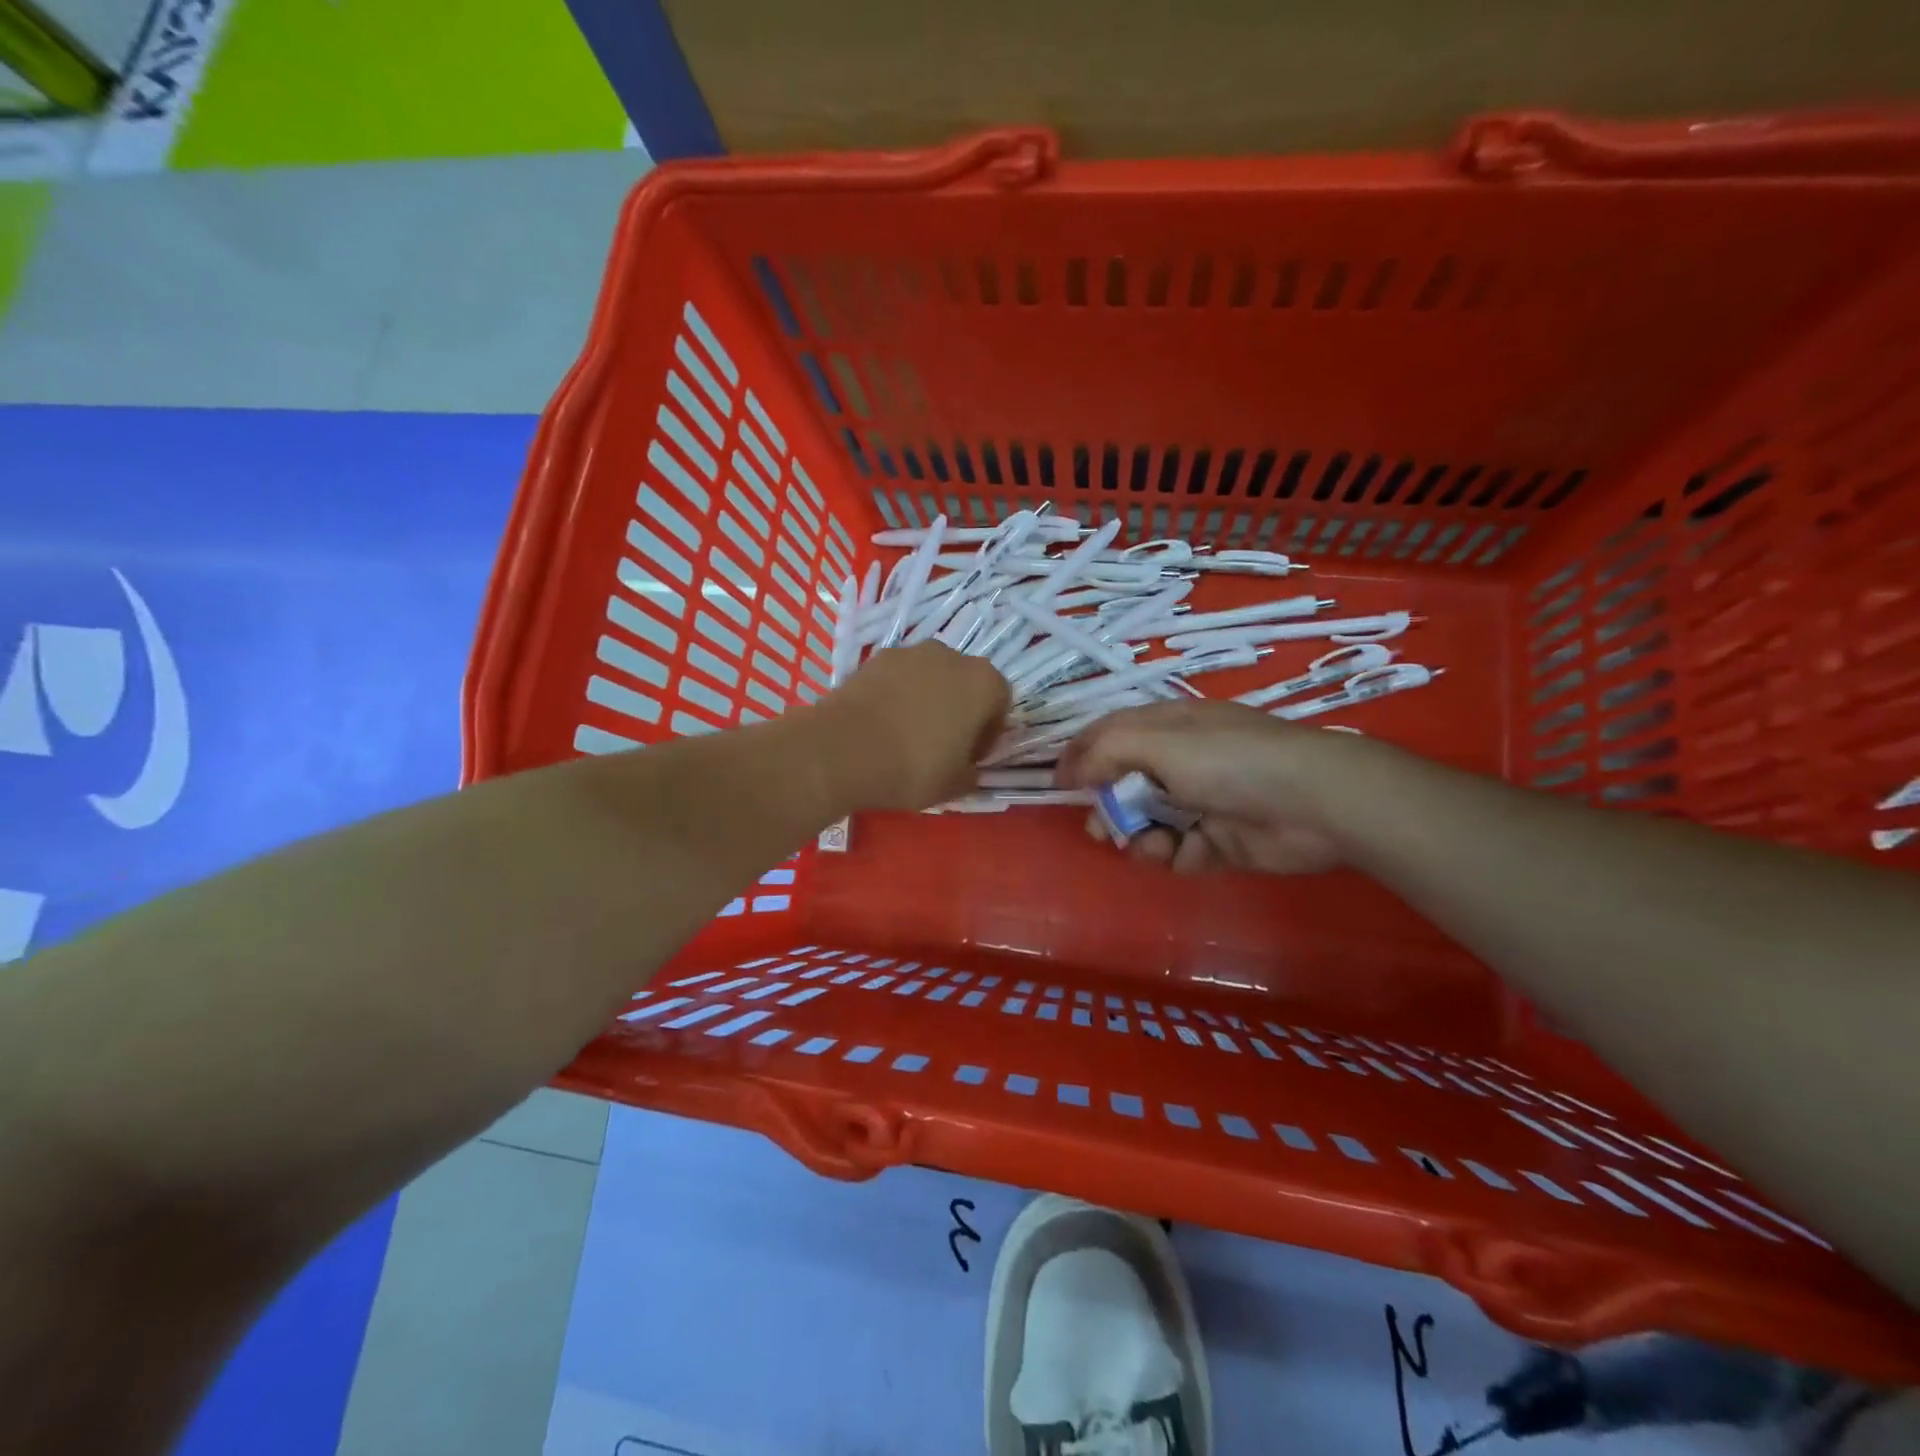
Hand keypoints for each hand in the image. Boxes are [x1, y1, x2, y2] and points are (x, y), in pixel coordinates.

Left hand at [818, 643, 1010, 811]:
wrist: (843, 749)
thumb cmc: (913, 767)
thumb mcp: (953, 785)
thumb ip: (970, 775)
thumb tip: (968, 771)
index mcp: (984, 683)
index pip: (999, 705)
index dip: (987, 734)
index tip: (968, 758)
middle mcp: (952, 657)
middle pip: (965, 684)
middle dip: (958, 710)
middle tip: (940, 745)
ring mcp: (911, 652)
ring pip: (930, 677)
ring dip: (926, 699)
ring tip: (906, 734)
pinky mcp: (875, 657)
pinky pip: (898, 678)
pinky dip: (896, 695)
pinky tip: (881, 725)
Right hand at [1057, 699, 1371, 874]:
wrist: (1315, 803)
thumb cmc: (1231, 761)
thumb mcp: (1160, 743)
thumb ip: (1107, 753)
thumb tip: (1070, 771)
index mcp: (1167, 727)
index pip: (1110, 735)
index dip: (1081, 756)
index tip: (1060, 784)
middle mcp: (1180, 763)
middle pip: (1124, 786)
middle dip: (1110, 810)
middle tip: (1104, 829)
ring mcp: (1201, 803)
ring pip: (1148, 825)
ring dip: (1143, 839)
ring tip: (1156, 846)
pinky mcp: (1219, 840)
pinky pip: (1180, 851)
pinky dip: (1180, 855)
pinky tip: (1192, 853)